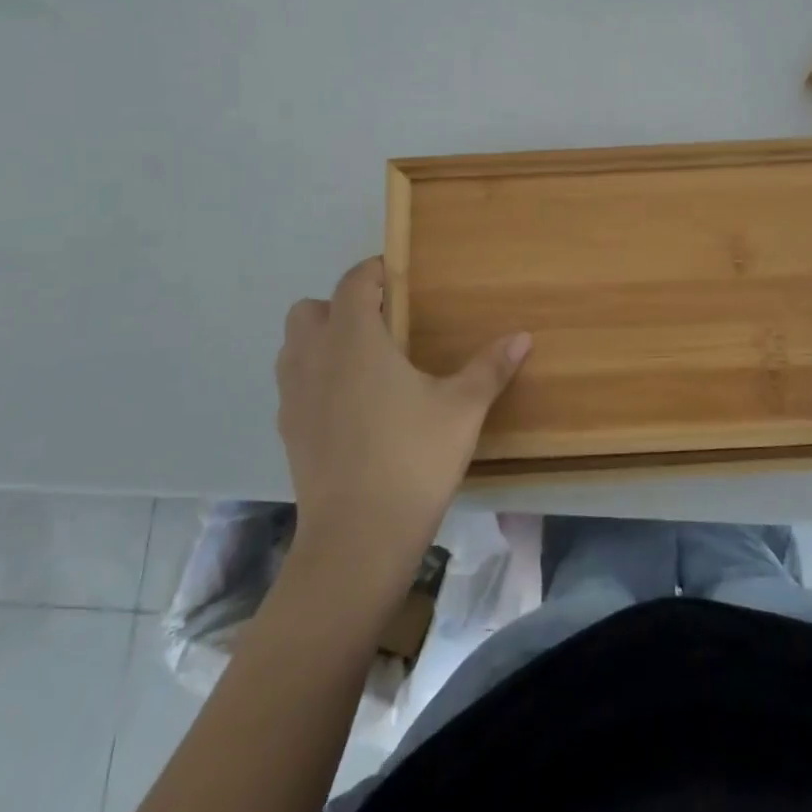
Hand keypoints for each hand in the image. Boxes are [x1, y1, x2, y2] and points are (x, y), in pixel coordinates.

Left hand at [275, 257, 530, 583]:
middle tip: (382, 324)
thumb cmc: (413, 459)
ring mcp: (294, 397)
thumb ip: (490, 367)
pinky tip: (351, 405)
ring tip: (365, 361)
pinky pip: (294, 383)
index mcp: (354, 340)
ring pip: (294, 346)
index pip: (354, 282)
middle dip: (341, 305)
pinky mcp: (287, 432)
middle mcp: (314, 358)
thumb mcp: (462, 409)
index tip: (400, 276)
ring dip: (322, 340)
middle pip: (311, 309)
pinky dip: (315, 377)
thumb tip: (523, 336)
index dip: (375, 271)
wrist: (357, 539)